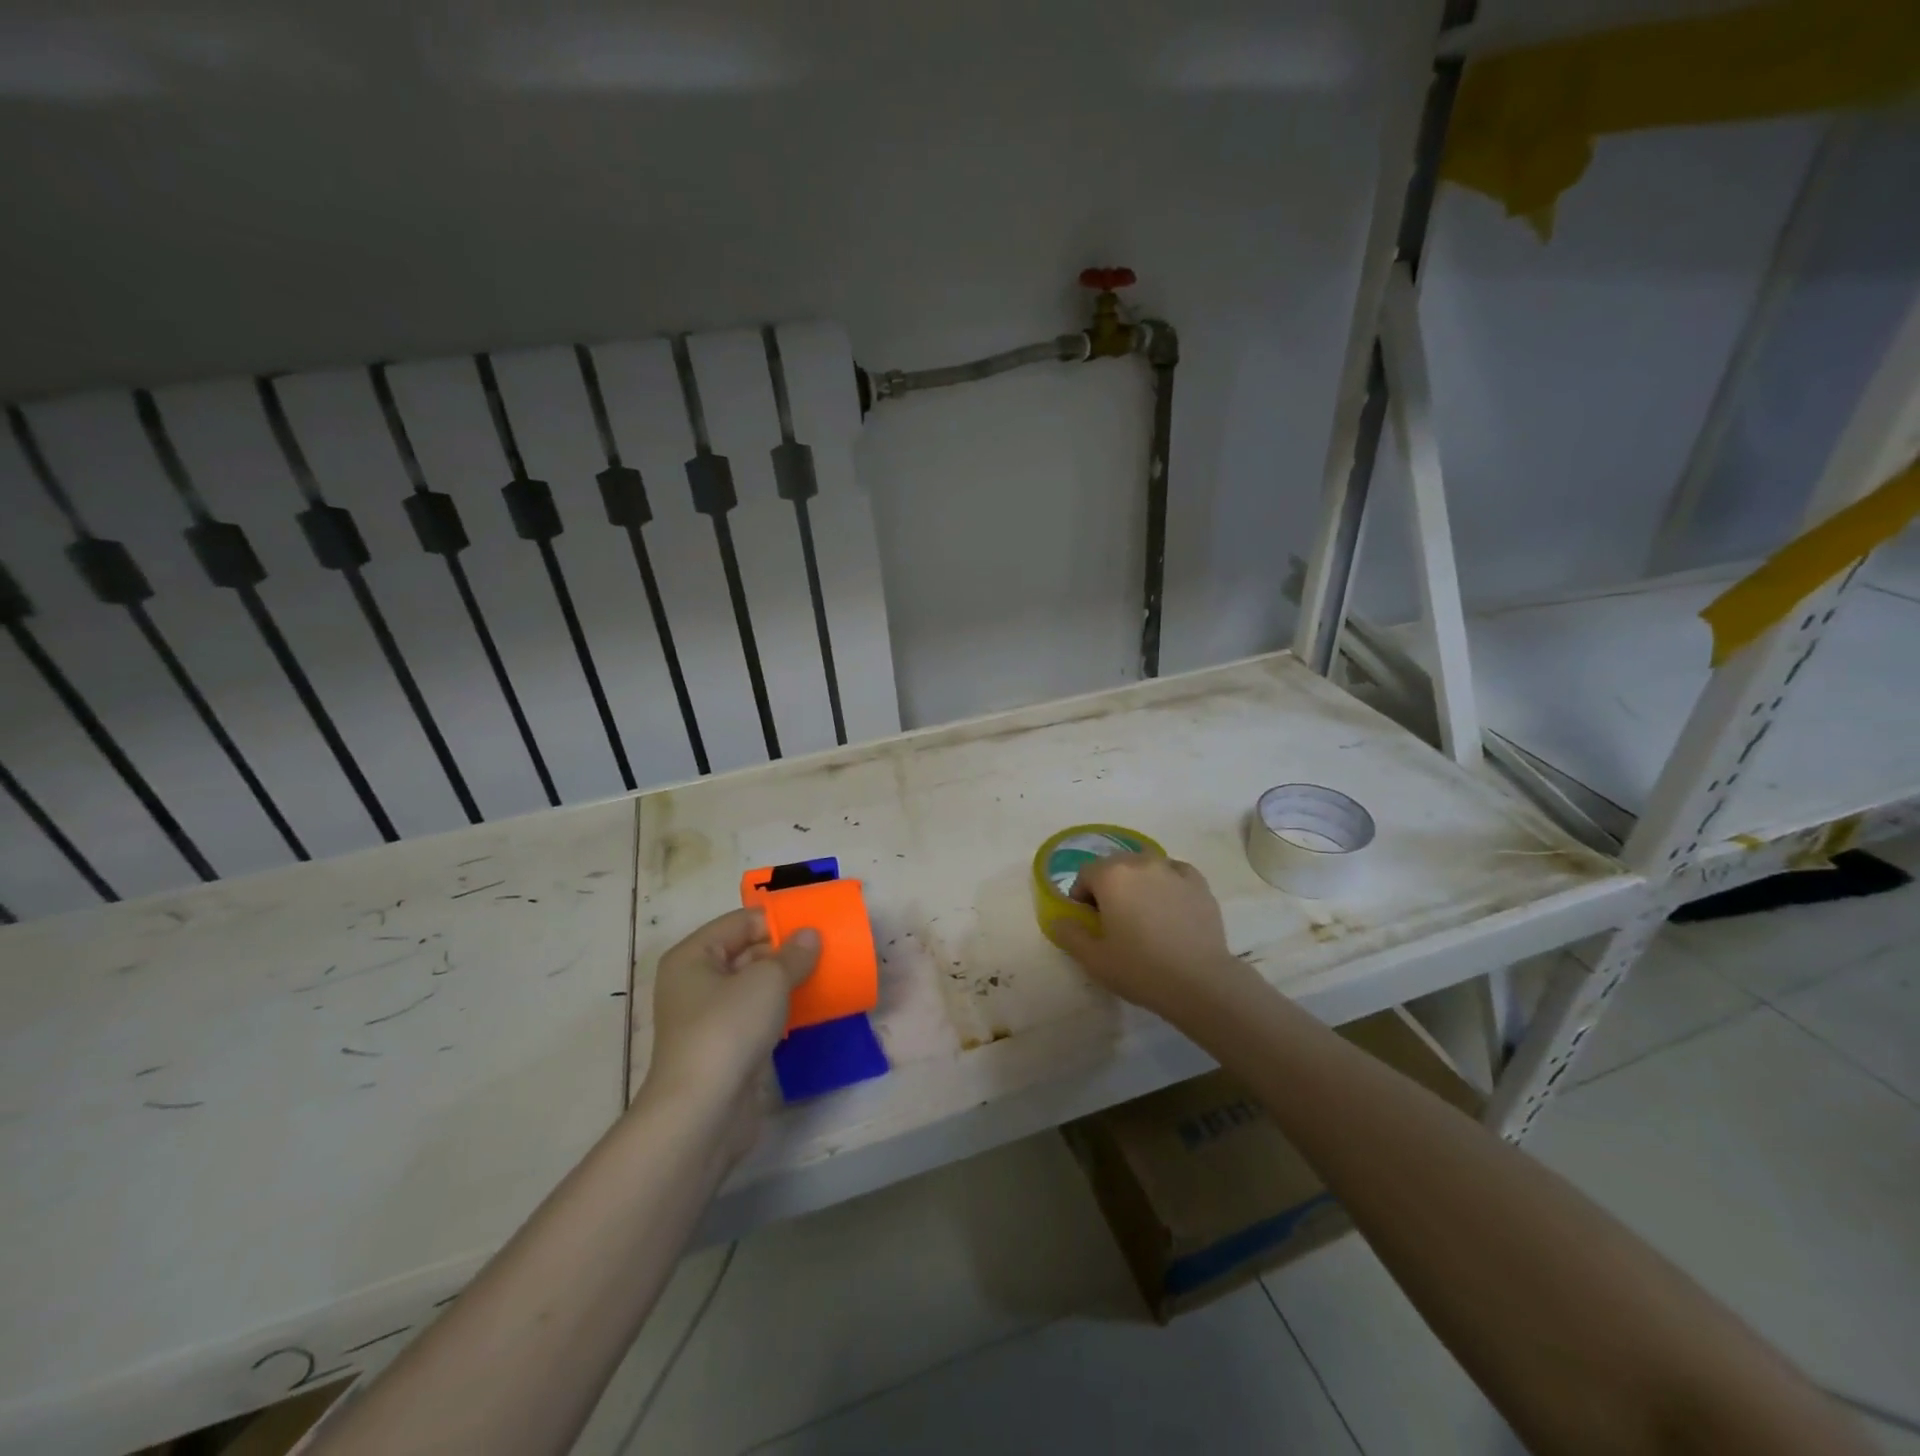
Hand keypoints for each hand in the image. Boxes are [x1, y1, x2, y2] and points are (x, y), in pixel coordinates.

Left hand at [642, 909, 818, 1115]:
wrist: (702, 1113)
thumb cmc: (728, 1029)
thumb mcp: (768, 981)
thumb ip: (793, 954)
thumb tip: (810, 935)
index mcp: (694, 956)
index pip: (741, 922)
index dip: (778, 921)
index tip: (816, 925)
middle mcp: (695, 982)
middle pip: (746, 952)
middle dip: (786, 951)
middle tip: (827, 951)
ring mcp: (708, 1018)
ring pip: (754, 987)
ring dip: (787, 982)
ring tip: (825, 976)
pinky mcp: (724, 1048)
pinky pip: (757, 1016)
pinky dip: (781, 1011)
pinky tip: (811, 1010)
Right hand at [1052, 854, 1249, 1023]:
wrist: (1200, 982)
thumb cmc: (1140, 969)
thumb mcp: (1093, 959)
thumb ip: (1069, 934)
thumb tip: (1059, 919)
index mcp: (1111, 875)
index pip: (1085, 874)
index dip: (1082, 897)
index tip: (1090, 922)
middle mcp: (1141, 862)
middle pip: (1115, 866)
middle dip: (1109, 886)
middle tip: (1115, 920)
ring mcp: (1173, 869)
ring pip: (1145, 867)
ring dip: (1138, 883)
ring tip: (1145, 914)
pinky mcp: (1199, 883)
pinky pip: (1174, 873)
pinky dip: (1167, 884)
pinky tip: (1170, 908)